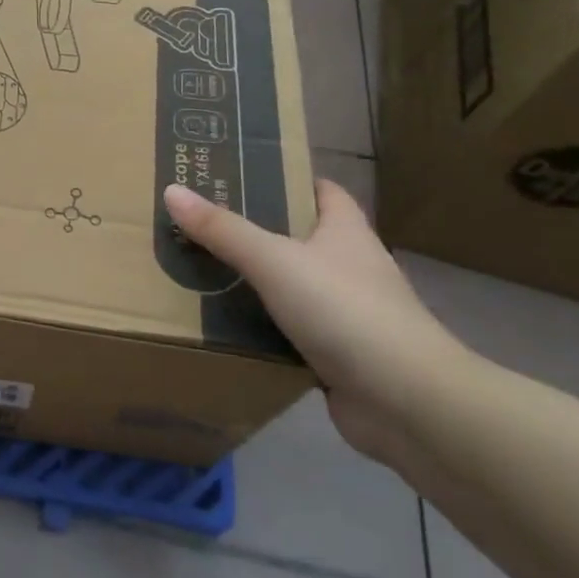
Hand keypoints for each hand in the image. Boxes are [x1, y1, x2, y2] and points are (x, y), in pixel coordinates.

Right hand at [162, 181, 470, 461]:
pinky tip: (223, 326)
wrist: (406, 402)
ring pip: (291, 286)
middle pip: (299, 237)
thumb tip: (172, 190)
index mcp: (346, 231)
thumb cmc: (344, 311)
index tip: (239, 175)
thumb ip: (222, 229)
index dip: (286, 179)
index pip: (321, 190)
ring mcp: (347, 313)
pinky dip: (261, 327)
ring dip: (255, 282)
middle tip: (201, 223)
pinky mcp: (338, 355)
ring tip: (200, 270)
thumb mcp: (274, 261)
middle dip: (255, 230)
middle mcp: (350, 266)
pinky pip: (289, 330)